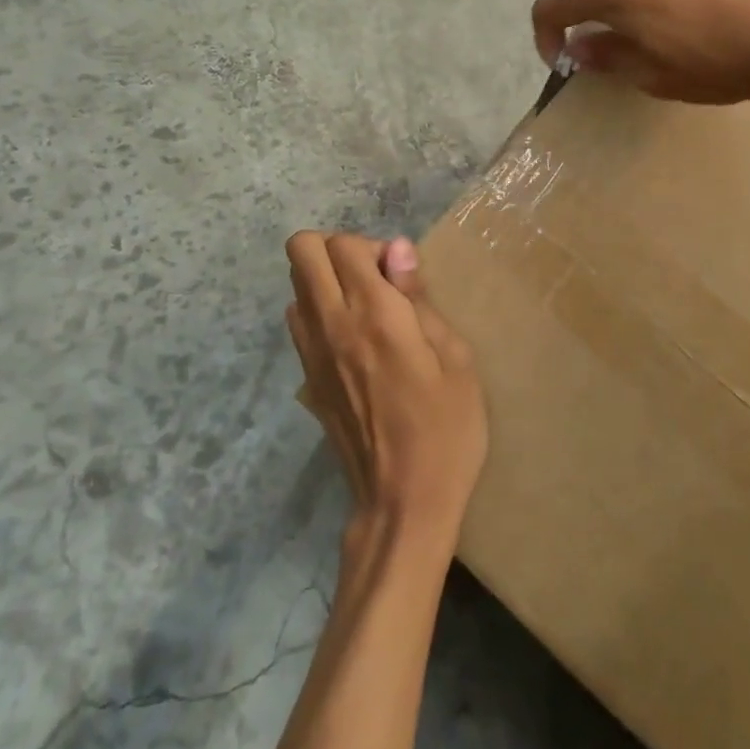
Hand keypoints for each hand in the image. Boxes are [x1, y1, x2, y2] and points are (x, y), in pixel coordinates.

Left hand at [285, 232, 487, 554]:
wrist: (402, 503)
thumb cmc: (445, 429)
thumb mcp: (454, 358)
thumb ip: (419, 297)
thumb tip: (397, 247)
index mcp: (373, 315)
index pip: (343, 244)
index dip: (373, 246)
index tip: (401, 276)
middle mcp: (331, 324)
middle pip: (302, 250)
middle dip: (336, 249)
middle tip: (375, 279)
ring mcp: (311, 353)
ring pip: (295, 283)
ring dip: (325, 279)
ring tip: (366, 310)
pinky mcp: (306, 378)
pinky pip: (298, 321)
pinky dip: (318, 311)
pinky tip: (353, 341)